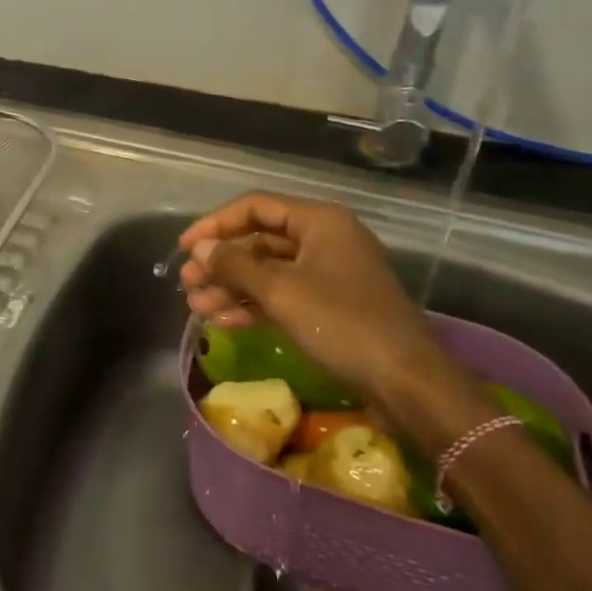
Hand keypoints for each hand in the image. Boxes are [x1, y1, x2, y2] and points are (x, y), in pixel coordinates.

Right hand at [179, 192, 486, 428]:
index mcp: (320, 221)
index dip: (215, 224)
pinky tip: (222, 321)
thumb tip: (199, 248)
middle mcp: (325, 239)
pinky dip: (254, 305)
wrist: (407, 382)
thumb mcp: (281, 291)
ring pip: (269, 271)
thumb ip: (235, 266)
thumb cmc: (342, 323)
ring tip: (196, 306)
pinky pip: (284, 296)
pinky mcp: (332, 307)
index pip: (255, 207)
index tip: (184, 246)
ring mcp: (330, 275)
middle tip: (186, 281)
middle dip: (221, 261)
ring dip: (232, 287)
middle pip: (260, 240)